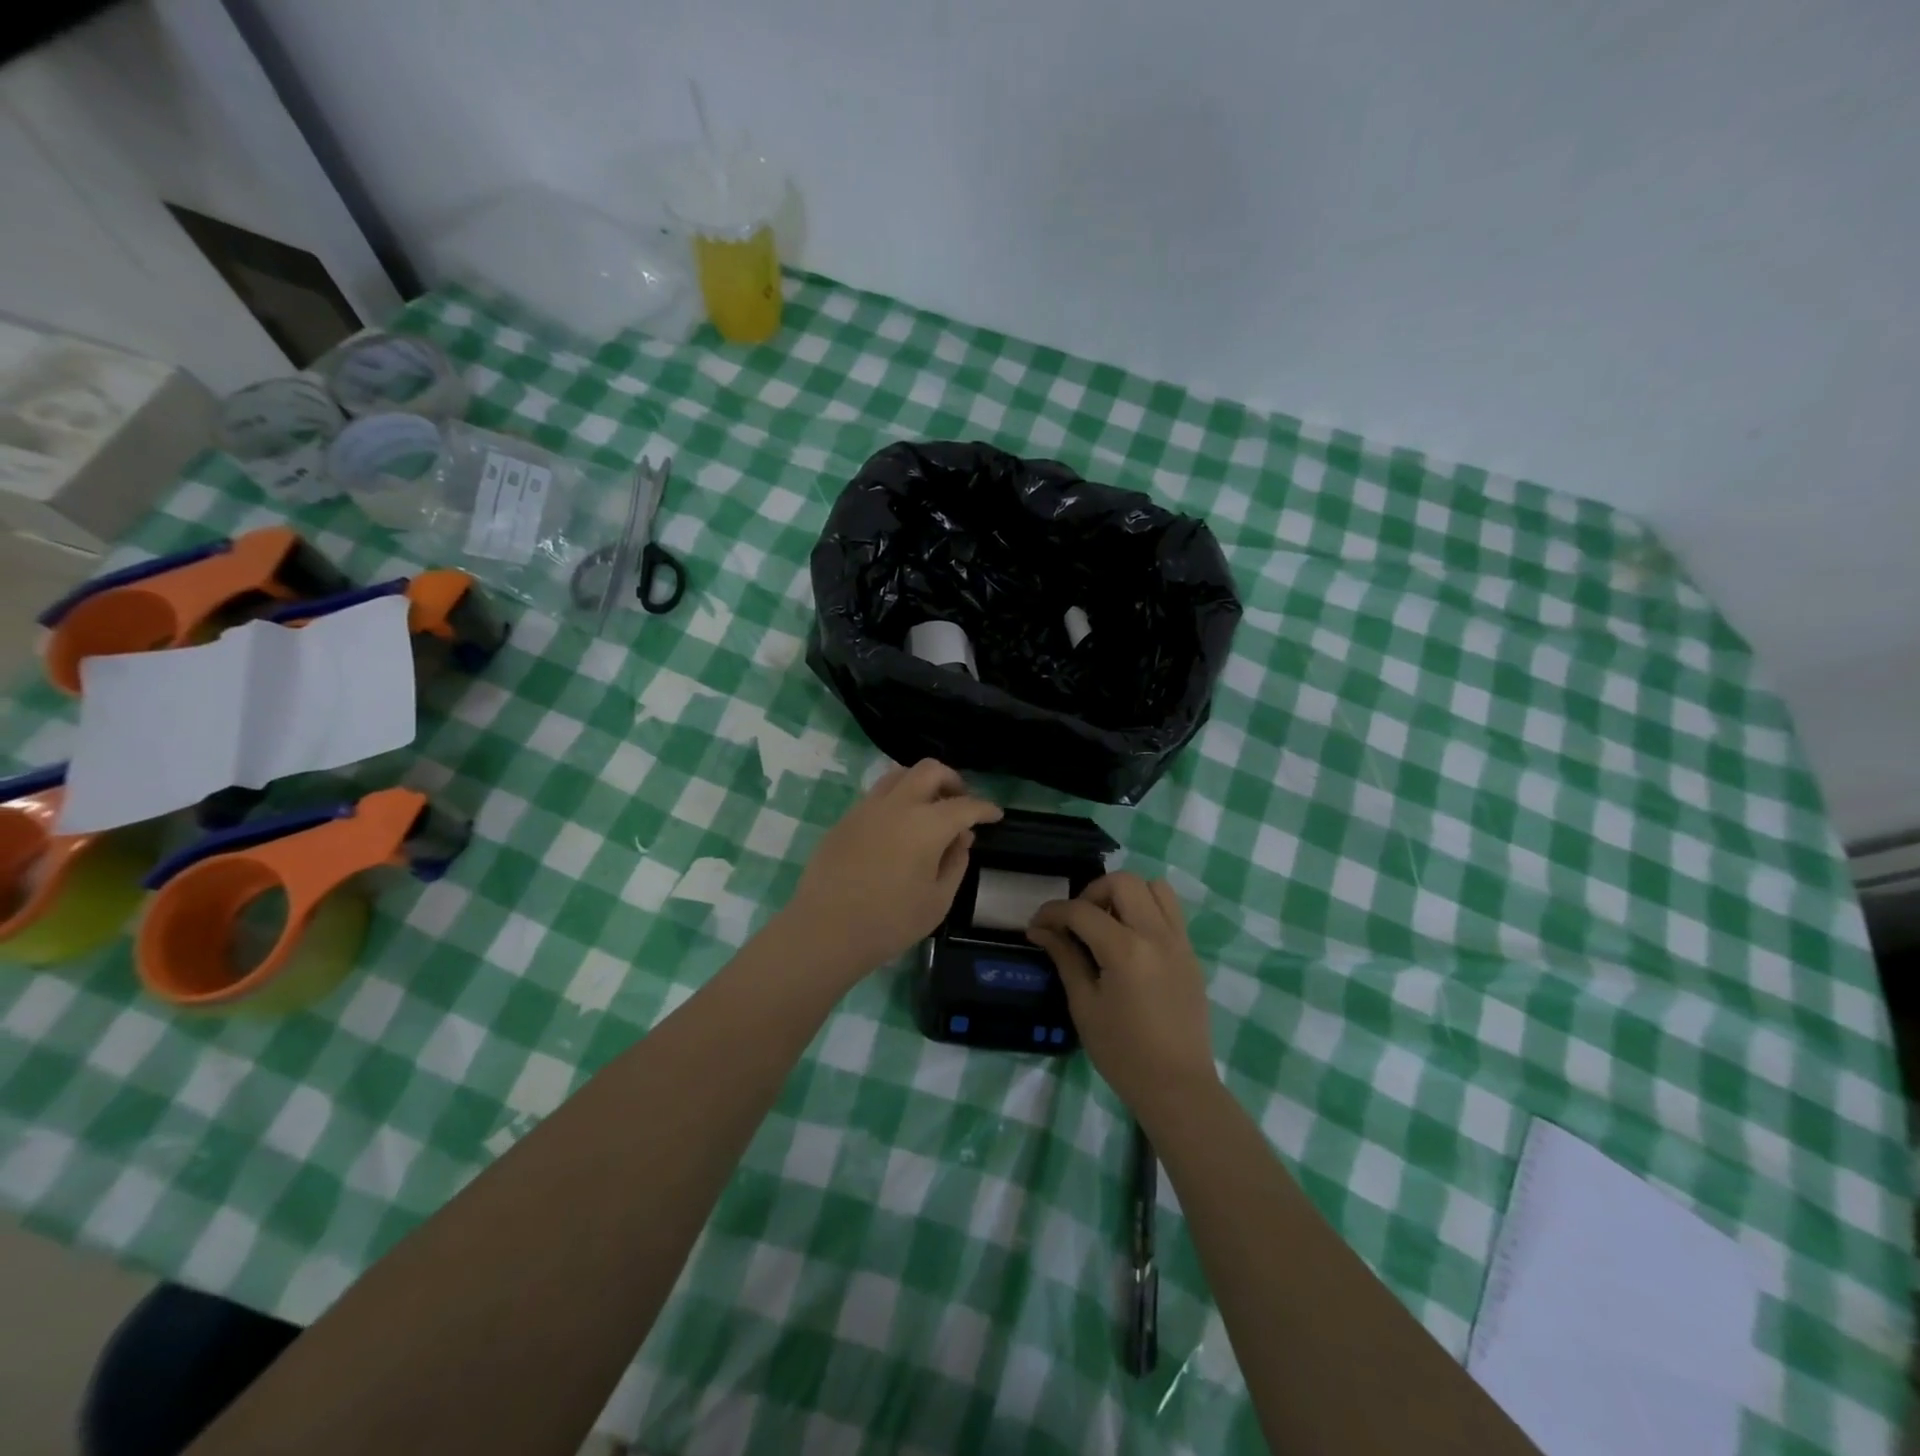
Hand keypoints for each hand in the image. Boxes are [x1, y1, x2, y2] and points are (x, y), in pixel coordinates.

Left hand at [781, 760, 1001, 981]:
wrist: (825, 930)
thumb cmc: (889, 922)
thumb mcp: (938, 901)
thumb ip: (956, 863)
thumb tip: (960, 839)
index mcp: (926, 825)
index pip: (965, 805)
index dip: (984, 808)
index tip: (995, 815)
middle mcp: (897, 804)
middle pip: (930, 770)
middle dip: (952, 780)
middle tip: (960, 803)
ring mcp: (867, 808)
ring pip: (899, 774)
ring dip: (921, 784)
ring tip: (929, 810)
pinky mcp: (846, 819)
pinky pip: (878, 795)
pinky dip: (897, 799)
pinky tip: (898, 828)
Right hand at [1027, 872, 1217, 1114]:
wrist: (1177, 1087)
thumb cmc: (1123, 1053)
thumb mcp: (1084, 1005)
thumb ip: (1065, 958)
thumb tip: (1040, 929)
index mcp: (1126, 950)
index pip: (1082, 911)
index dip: (1053, 912)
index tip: (1037, 925)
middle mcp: (1156, 935)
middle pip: (1123, 882)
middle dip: (1092, 893)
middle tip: (1077, 922)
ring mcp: (1179, 941)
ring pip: (1154, 887)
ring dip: (1125, 895)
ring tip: (1108, 924)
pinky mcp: (1190, 953)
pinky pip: (1170, 911)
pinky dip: (1147, 910)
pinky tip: (1130, 941)